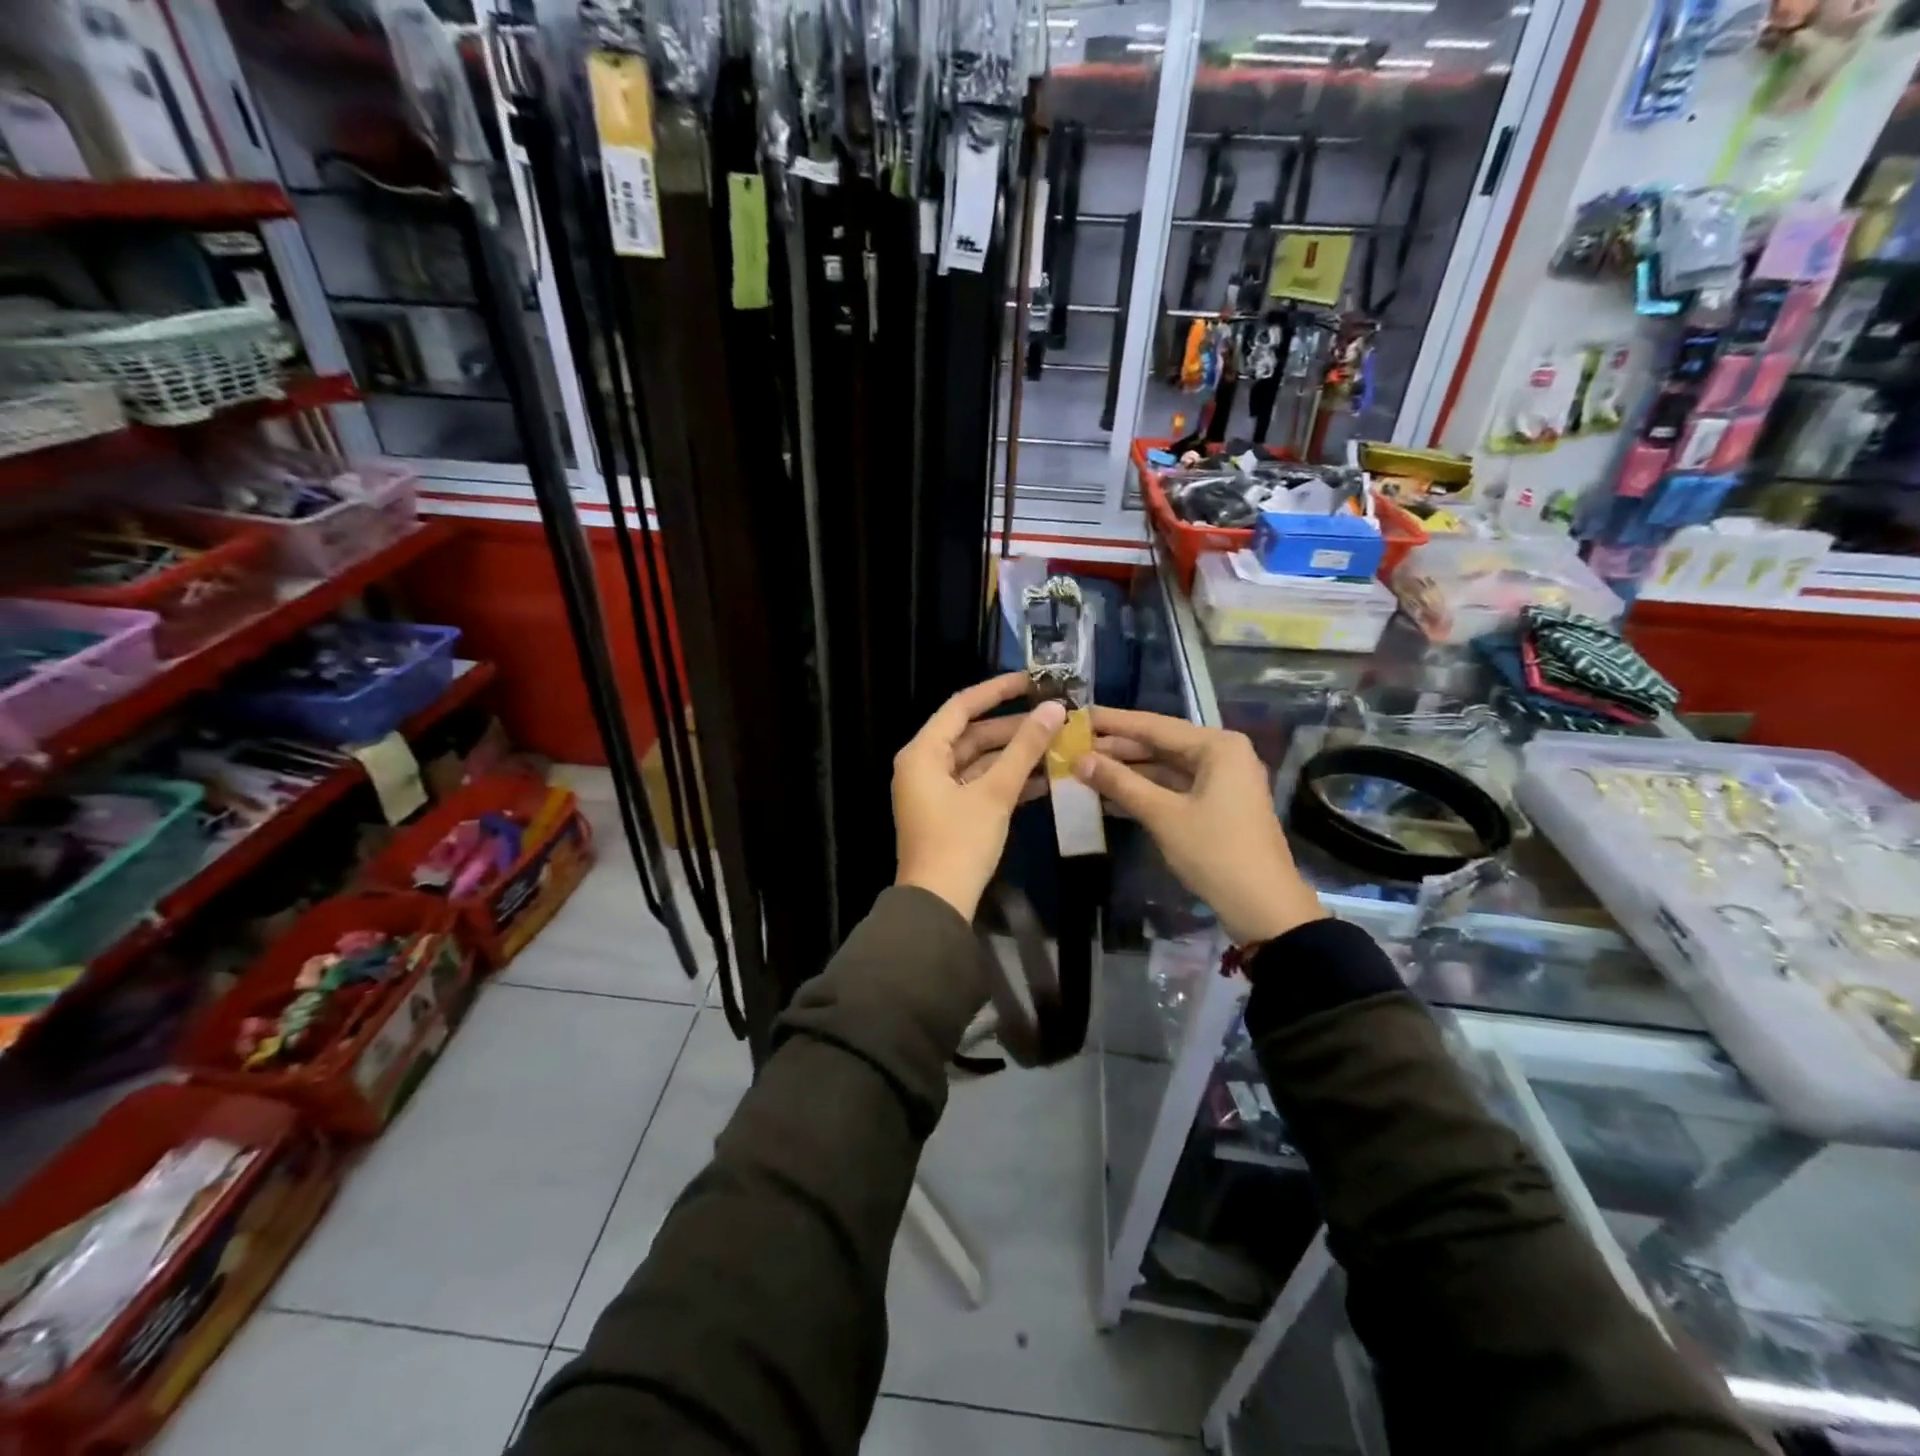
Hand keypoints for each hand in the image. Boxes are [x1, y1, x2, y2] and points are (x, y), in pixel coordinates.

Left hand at [893, 672, 1066, 919]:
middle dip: (1014, 727)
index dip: (997, 690)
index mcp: (923, 752)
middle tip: (1055, 716)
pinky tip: (1046, 777)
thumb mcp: (995, 793)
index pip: (961, 706)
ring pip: (980, 760)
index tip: (1032, 680)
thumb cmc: (960, 842)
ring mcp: (936, 790)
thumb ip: (1025, 748)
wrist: (938, 904)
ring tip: (1058, 744)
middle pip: (973, 734)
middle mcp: (924, 765)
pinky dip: (1008, 780)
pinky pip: (980, 784)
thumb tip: (1054, 709)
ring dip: (1016, 755)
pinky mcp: (950, 811)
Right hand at [1077, 708, 1324, 946]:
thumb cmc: (1215, 852)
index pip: (1154, 725)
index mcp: (1217, 746)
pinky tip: (1108, 796)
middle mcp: (1222, 754)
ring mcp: (1221, 781)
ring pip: (1164, 767)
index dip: (1113, 722)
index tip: (1078, 716)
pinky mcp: (1216, 805)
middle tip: (1073, 746)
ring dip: (1127, 771)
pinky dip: (1144, 791)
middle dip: (1117, 748)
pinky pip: (1173, 788)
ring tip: (1083, 770)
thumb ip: (1120, 783)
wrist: (1263, 907)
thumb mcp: (1163, 815)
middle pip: (1160, 744)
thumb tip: (1079, 760)